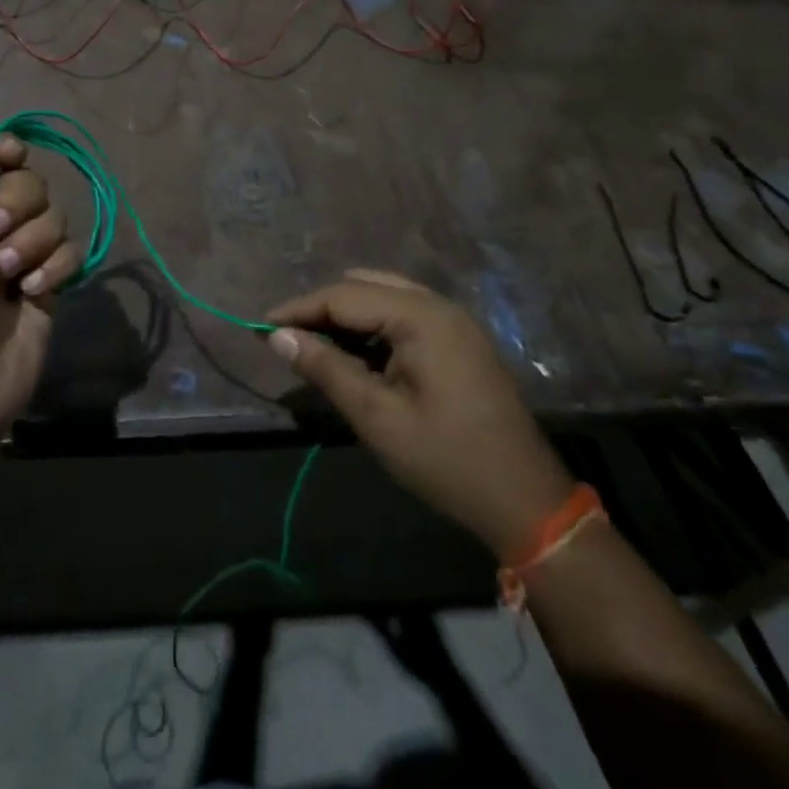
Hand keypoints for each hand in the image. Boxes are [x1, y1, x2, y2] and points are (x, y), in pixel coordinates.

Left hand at [0, 136, 80, 441]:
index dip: (8, 153)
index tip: (12, 156)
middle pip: (31, 183)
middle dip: (17, 207)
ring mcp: (24, 255)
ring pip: (55, 217)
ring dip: (32, 243)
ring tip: (9, 278)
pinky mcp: (50, 282)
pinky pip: (71, 252)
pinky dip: (53, 269)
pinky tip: (32, 292)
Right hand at [267, 270, 574, 555]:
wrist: (525, 501)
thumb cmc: (446, 459)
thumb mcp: (377, 417)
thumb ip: (326, 369)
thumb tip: (278, 337)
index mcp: (421, 317)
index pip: (345, 295)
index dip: (300, 309)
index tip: (263, 327)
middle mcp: (438, 306)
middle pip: (364, 288)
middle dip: (322, 309)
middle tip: (289, 339)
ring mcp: (453, 321)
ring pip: (383, 298)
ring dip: (347, 318)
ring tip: (316, 347)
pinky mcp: (459, 340)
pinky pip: (404, 316)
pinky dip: (373, 328)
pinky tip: (356, 356)